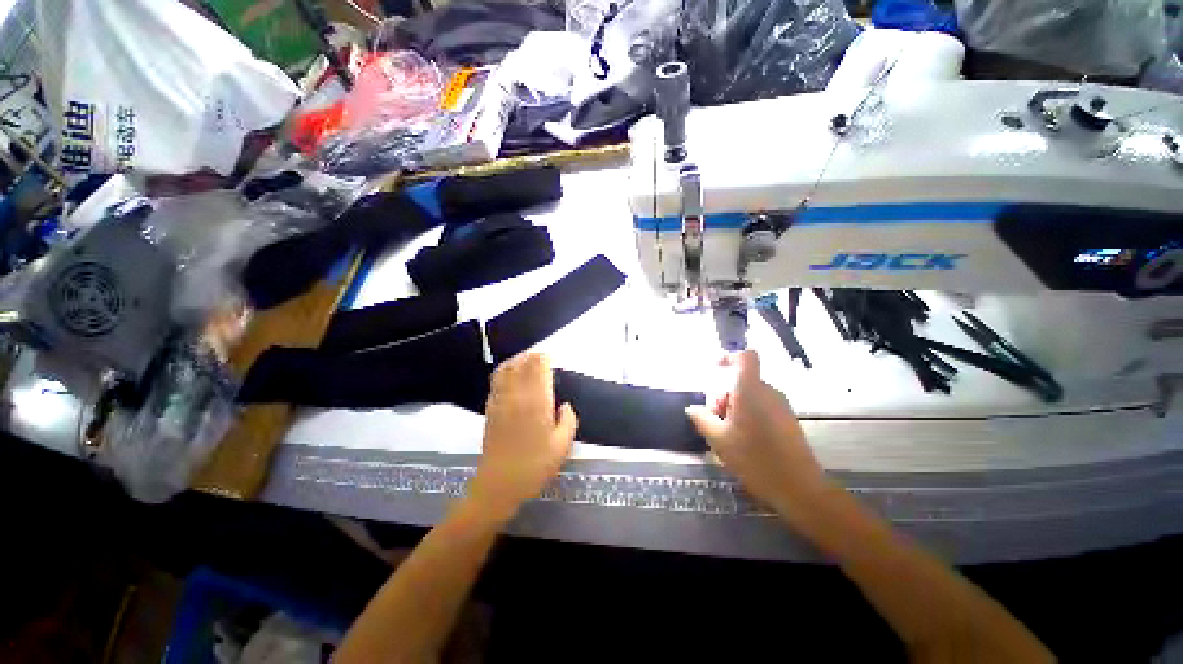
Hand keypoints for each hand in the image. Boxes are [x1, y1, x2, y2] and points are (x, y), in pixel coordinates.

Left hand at [468, 352, 577, 523]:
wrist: (498, 485)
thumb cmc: (535, 466)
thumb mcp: (562, 446)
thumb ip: (569, 421)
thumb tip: (565, 406)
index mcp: (537, 401)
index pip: (538, 366)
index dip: (545, 358)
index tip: (552, 360)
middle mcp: (517, 394)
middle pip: (522, 362)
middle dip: (533, 356)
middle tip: (543, 359)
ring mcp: (501, 399)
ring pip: (507, 367)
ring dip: (518, 360)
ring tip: (527, 362)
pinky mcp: (490, 407)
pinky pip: (496, 380)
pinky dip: (504, 370)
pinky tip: (511, 375)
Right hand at [686, 350, 825, 515]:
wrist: (800, 489)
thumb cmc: (755, 460)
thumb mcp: (719, 440)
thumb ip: (702, 419)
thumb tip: (692, 408)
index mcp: (750, 390)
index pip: (745, 357)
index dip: (728, 357)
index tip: (714, 368)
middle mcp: (768, 392)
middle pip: (740, 380)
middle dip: (722, 396)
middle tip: (714, 421)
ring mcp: (780, 405)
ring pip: (749, 395)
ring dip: (733, 408)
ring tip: (727, 435)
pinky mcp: (787, 419)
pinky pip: (760, 406)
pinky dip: (747, 415)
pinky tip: (743, 441)